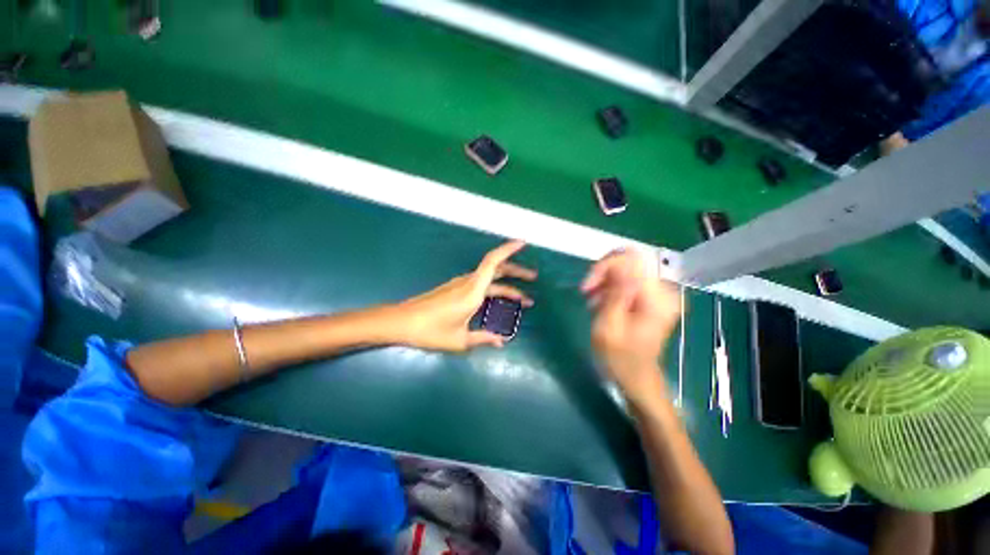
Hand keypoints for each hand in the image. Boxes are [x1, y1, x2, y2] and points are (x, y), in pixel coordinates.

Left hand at [396, 241, 535, 351]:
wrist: (401, 322)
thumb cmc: (430, 331)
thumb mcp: (460, 339)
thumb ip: (483, 338)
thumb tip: (501, 342)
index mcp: (472, 291)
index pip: (493, 262)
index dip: (509, 249)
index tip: (524, 242)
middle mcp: (469, 283)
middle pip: (497, 268)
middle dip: (517, 271)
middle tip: (534, 278)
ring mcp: (461, 284)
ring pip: (490, 278)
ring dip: (507, 283)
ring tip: (522, 297)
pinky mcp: (455, 288)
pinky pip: (481, 284)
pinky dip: (495, 288)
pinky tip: (498, 300)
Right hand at [581, 249, 680, 400]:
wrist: (636, 377)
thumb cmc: (620, 358)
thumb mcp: (609, 327)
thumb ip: (615, 294)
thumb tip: (621, 264)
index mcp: (657, 298)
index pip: (632, 260)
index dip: (605, 265)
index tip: (587, 286)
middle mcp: (664, 291)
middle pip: (629, 261)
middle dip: (602, 273)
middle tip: (587, 293)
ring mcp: (659, 293)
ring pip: (626, 269)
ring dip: (604, 282)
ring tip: (593, 304)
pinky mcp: (651, 297)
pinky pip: (627, 280)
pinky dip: (610, 288)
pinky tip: (601, 305)